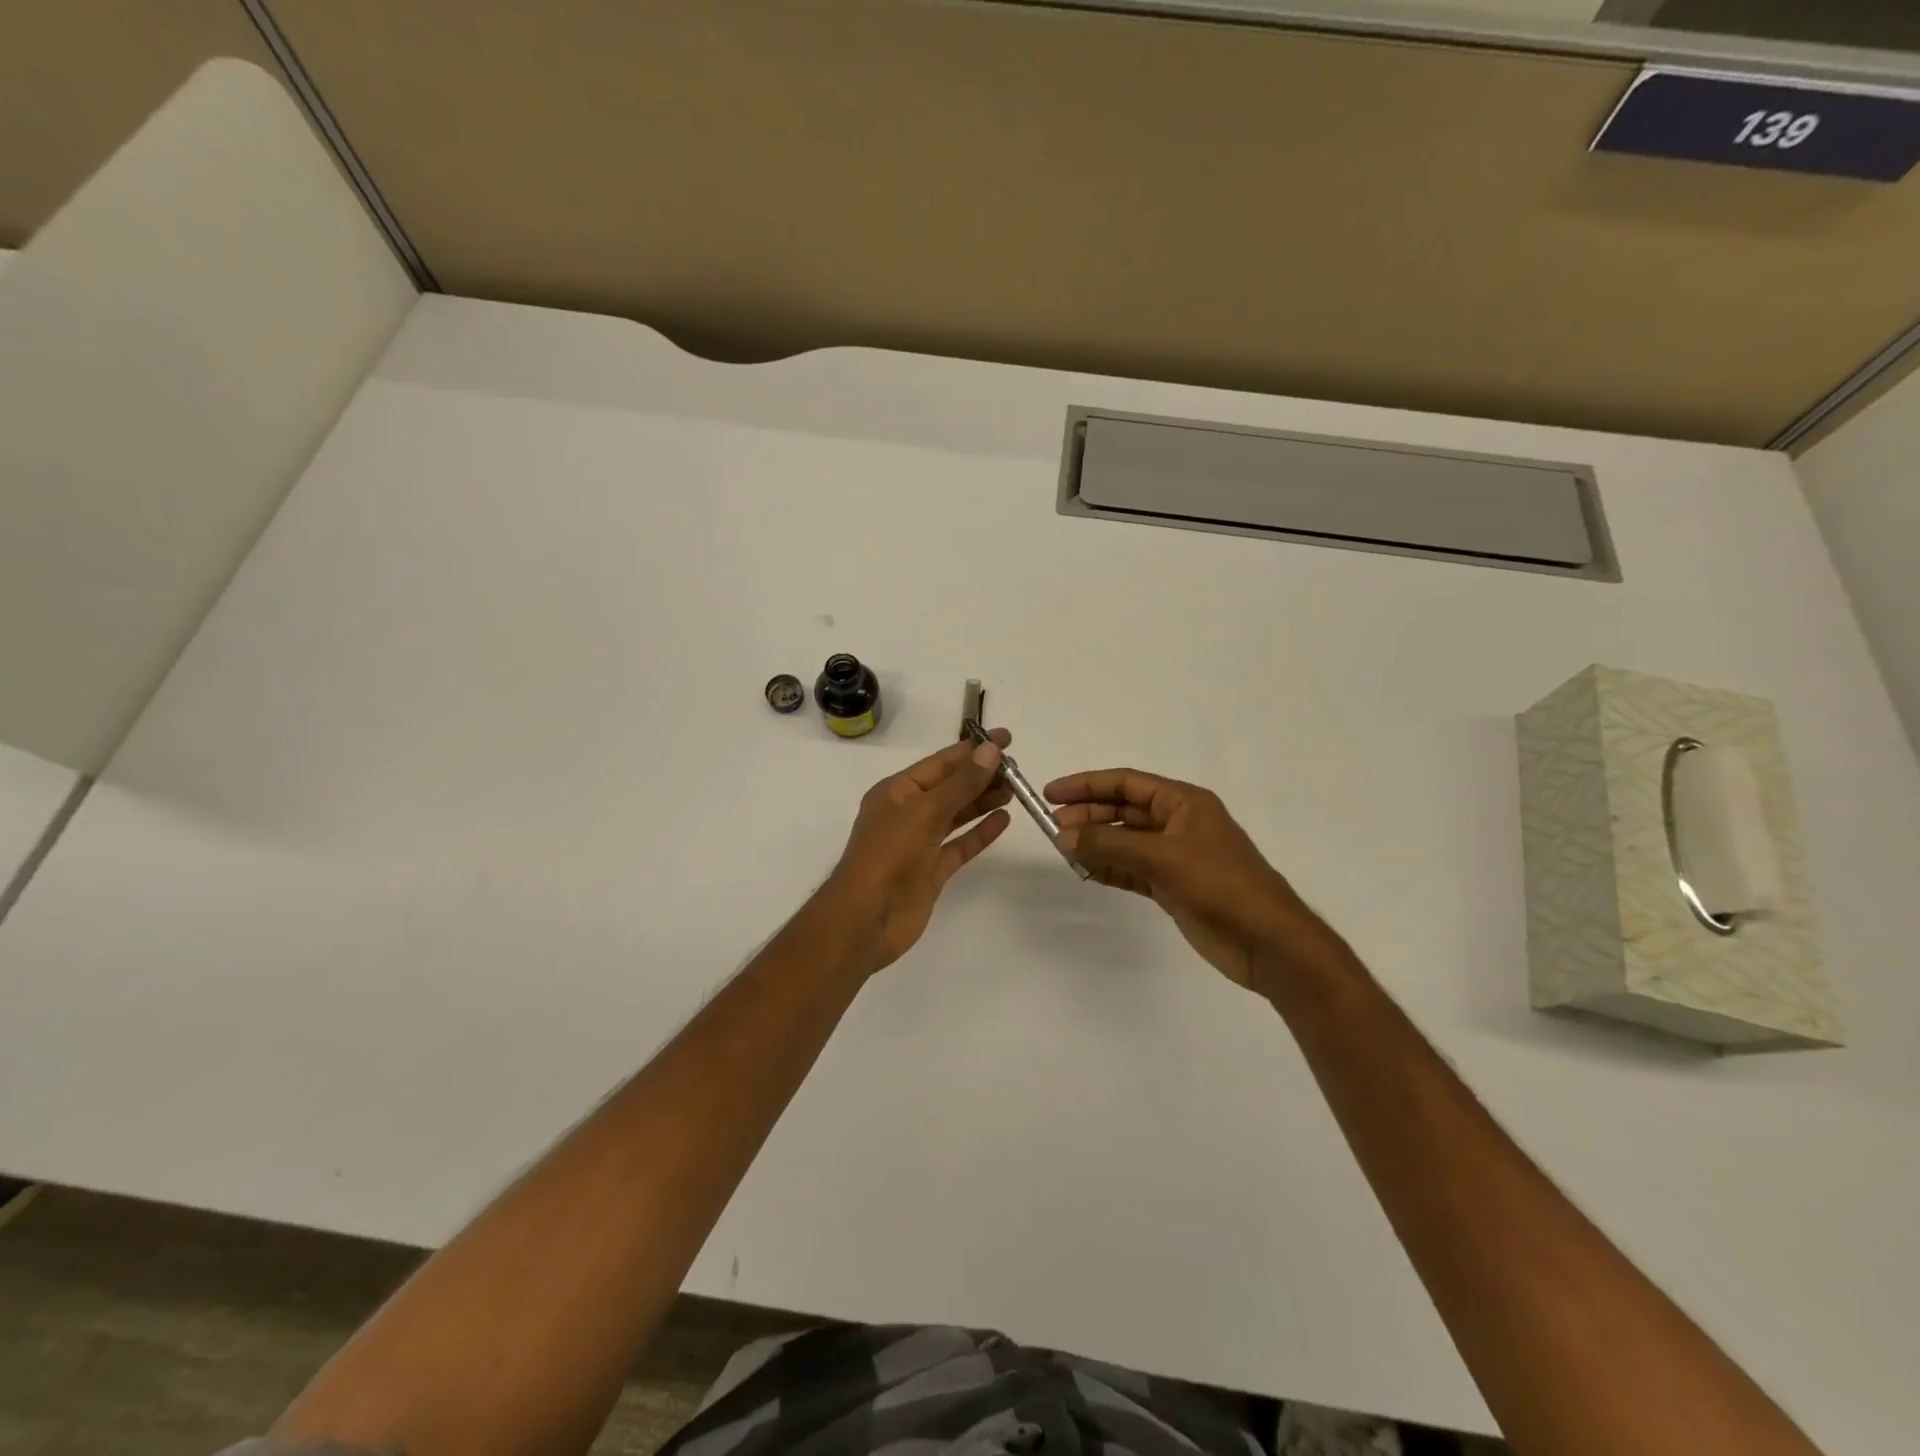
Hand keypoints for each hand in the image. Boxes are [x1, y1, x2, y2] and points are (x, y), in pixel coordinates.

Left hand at [820, 730, 1013, 975]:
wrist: (866, 920)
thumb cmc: (889, 856)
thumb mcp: (925, 811)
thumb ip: (961, 783)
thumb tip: (990, 751)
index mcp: (897, 791)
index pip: (940, 763)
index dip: (973, 749)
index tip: (1005, 738)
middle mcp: (908, 813)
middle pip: (951, 787)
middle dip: (982, 775)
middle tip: (1018, 768)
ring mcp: (920, 843)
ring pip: (957, 814)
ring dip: (984, 800)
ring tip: (1016, 789)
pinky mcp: (932, 870)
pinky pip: (960, 844)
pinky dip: (980, 832)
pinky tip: (1004, 820)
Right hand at [1046, 768, 1341, 994]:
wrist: (1266, 941)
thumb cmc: (1220, 884)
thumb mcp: (1163, 857)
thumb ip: (1110, 845)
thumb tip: (1063, 835)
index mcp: (1184, 803)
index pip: (1127, 783)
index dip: (1087, 785)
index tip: (1052, 793)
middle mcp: (1178, 823)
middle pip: (1123, 810)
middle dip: (1089, 816)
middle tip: (1054, 828)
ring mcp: (1175, 856)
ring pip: (1125, 841)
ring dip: (1096, 843)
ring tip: (1063, 850)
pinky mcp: (1172, 885)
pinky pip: (1131, 869)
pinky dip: (1108, 868)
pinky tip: (1085, 871)